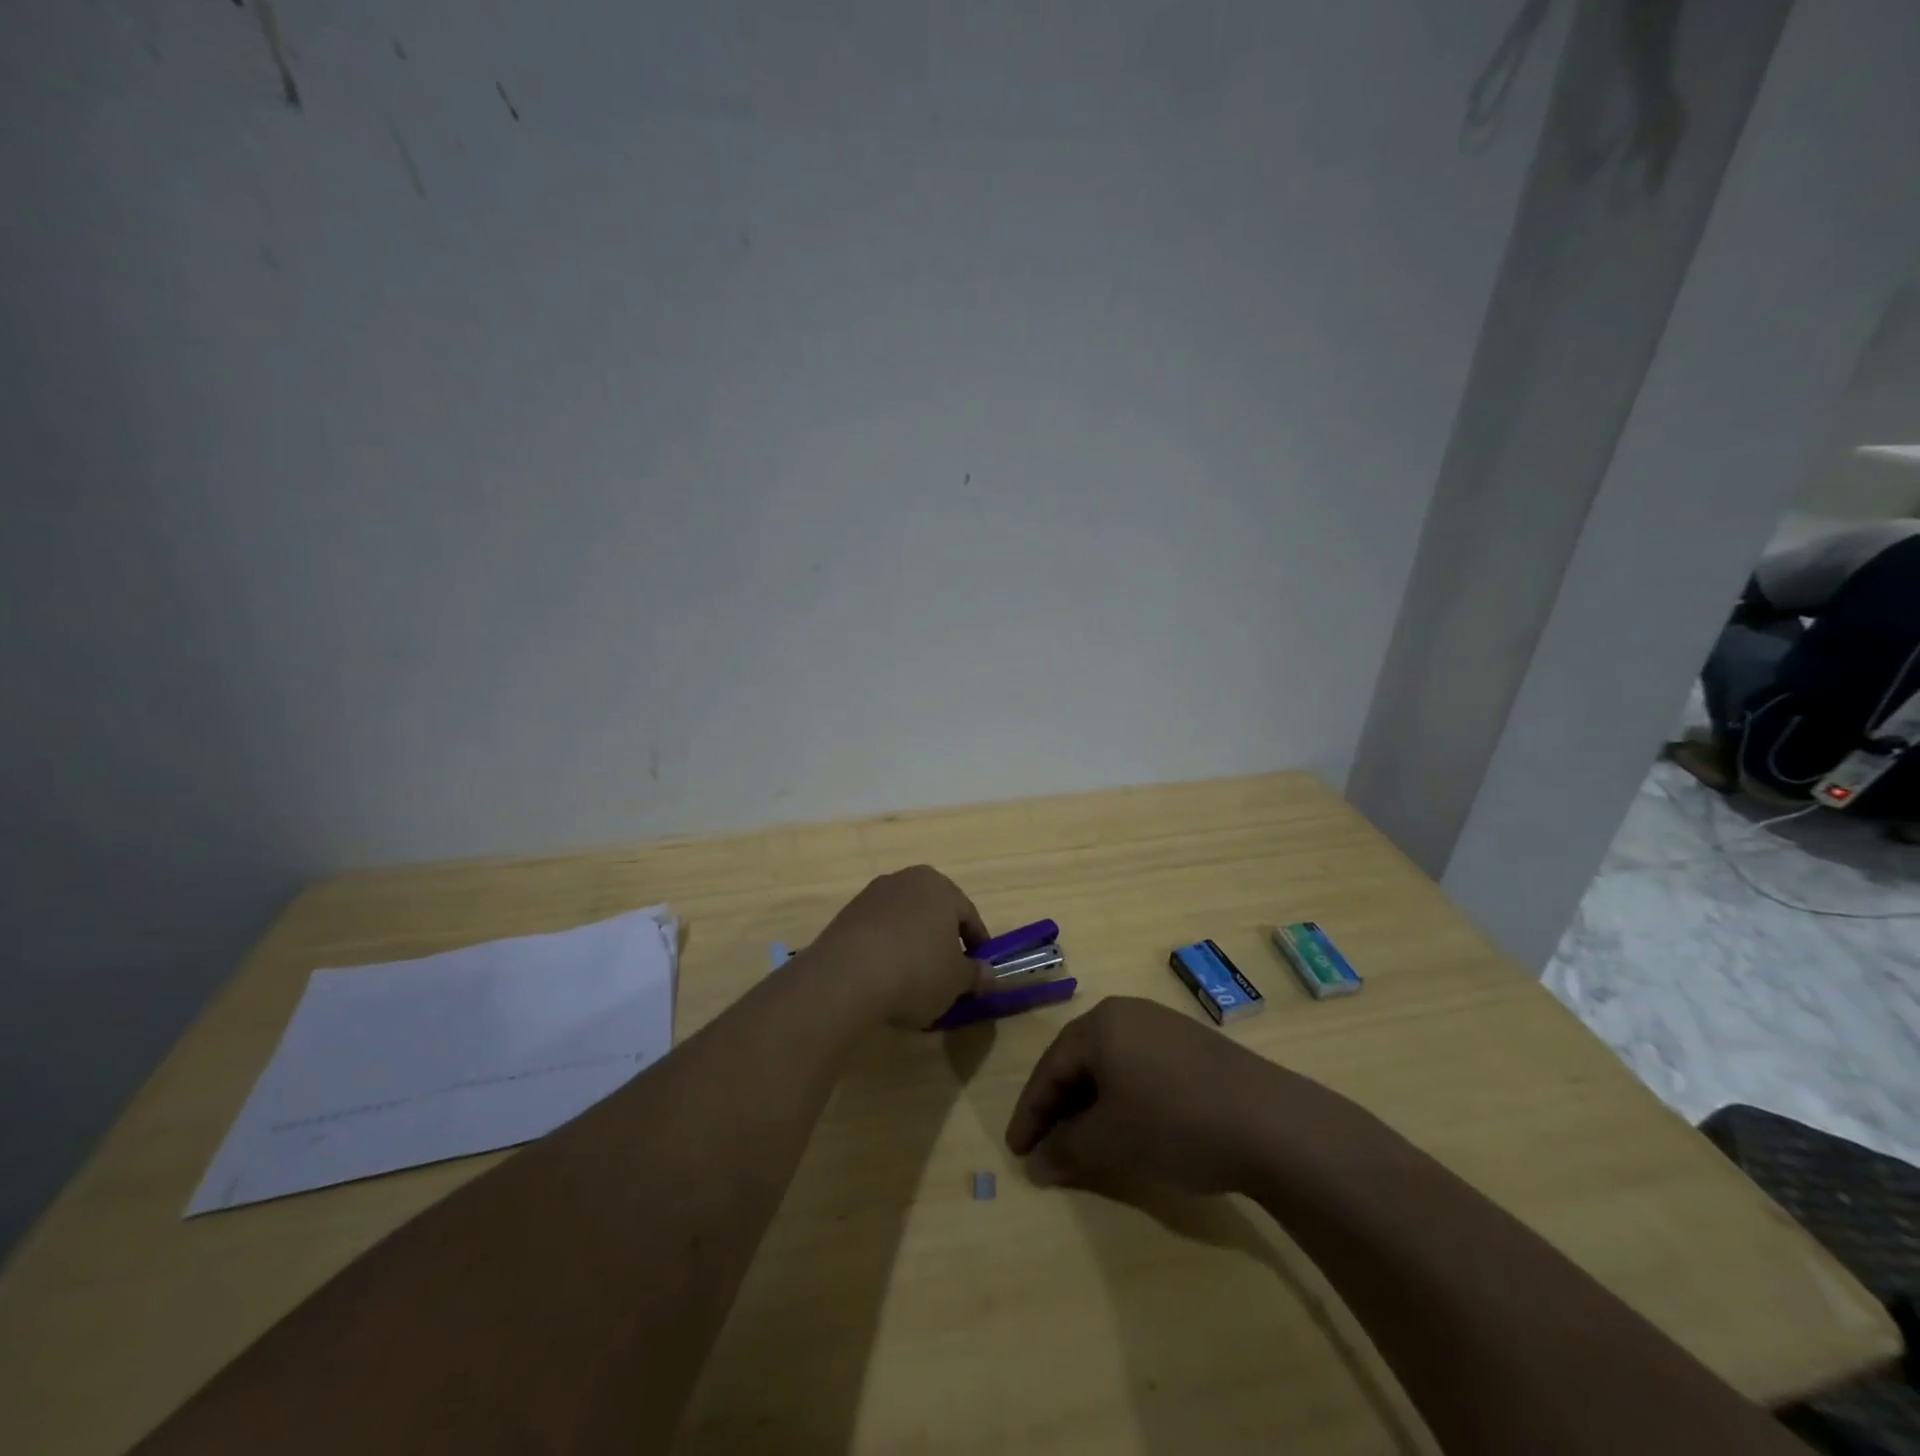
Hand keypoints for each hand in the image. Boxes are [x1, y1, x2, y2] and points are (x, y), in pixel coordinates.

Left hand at [806, 866, 995, 1027]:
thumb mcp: (957, 980)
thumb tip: (990, 974)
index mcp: (939, 886)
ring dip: (912, 945)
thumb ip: (976, 974)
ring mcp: (871, 896)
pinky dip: (886, 951)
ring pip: (904, 922)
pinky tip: (885, 979)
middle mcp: (905, 880)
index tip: (979, 971)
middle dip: (942, 941)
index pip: (968, 915)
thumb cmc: (916, 970)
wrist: (845, 978)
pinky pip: (877, 933)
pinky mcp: (845, 916)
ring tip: (914, 980)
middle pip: (933, 913)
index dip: (977, 944)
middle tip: (948, 974)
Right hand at [1006, 996, 1323, 1192]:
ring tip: (1084, 1142)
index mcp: (1100, 1024)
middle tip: (1046, 1148)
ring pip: (1110, 1066)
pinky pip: (1139, 1067)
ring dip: (1091, 1105)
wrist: (1271, 1122)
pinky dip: (1123, 1098)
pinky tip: (1129, 1126)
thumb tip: (1035, 1165)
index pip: (1050, 1068)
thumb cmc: (1175, 1122)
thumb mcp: (1111, 1141)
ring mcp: (1163, 1026)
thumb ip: (1066, 1150)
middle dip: (1059, 1107)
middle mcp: (1127, 1014)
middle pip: (1078, 1062)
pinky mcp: (1191, 1045)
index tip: (1016, 1151)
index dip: (1030, 1113)